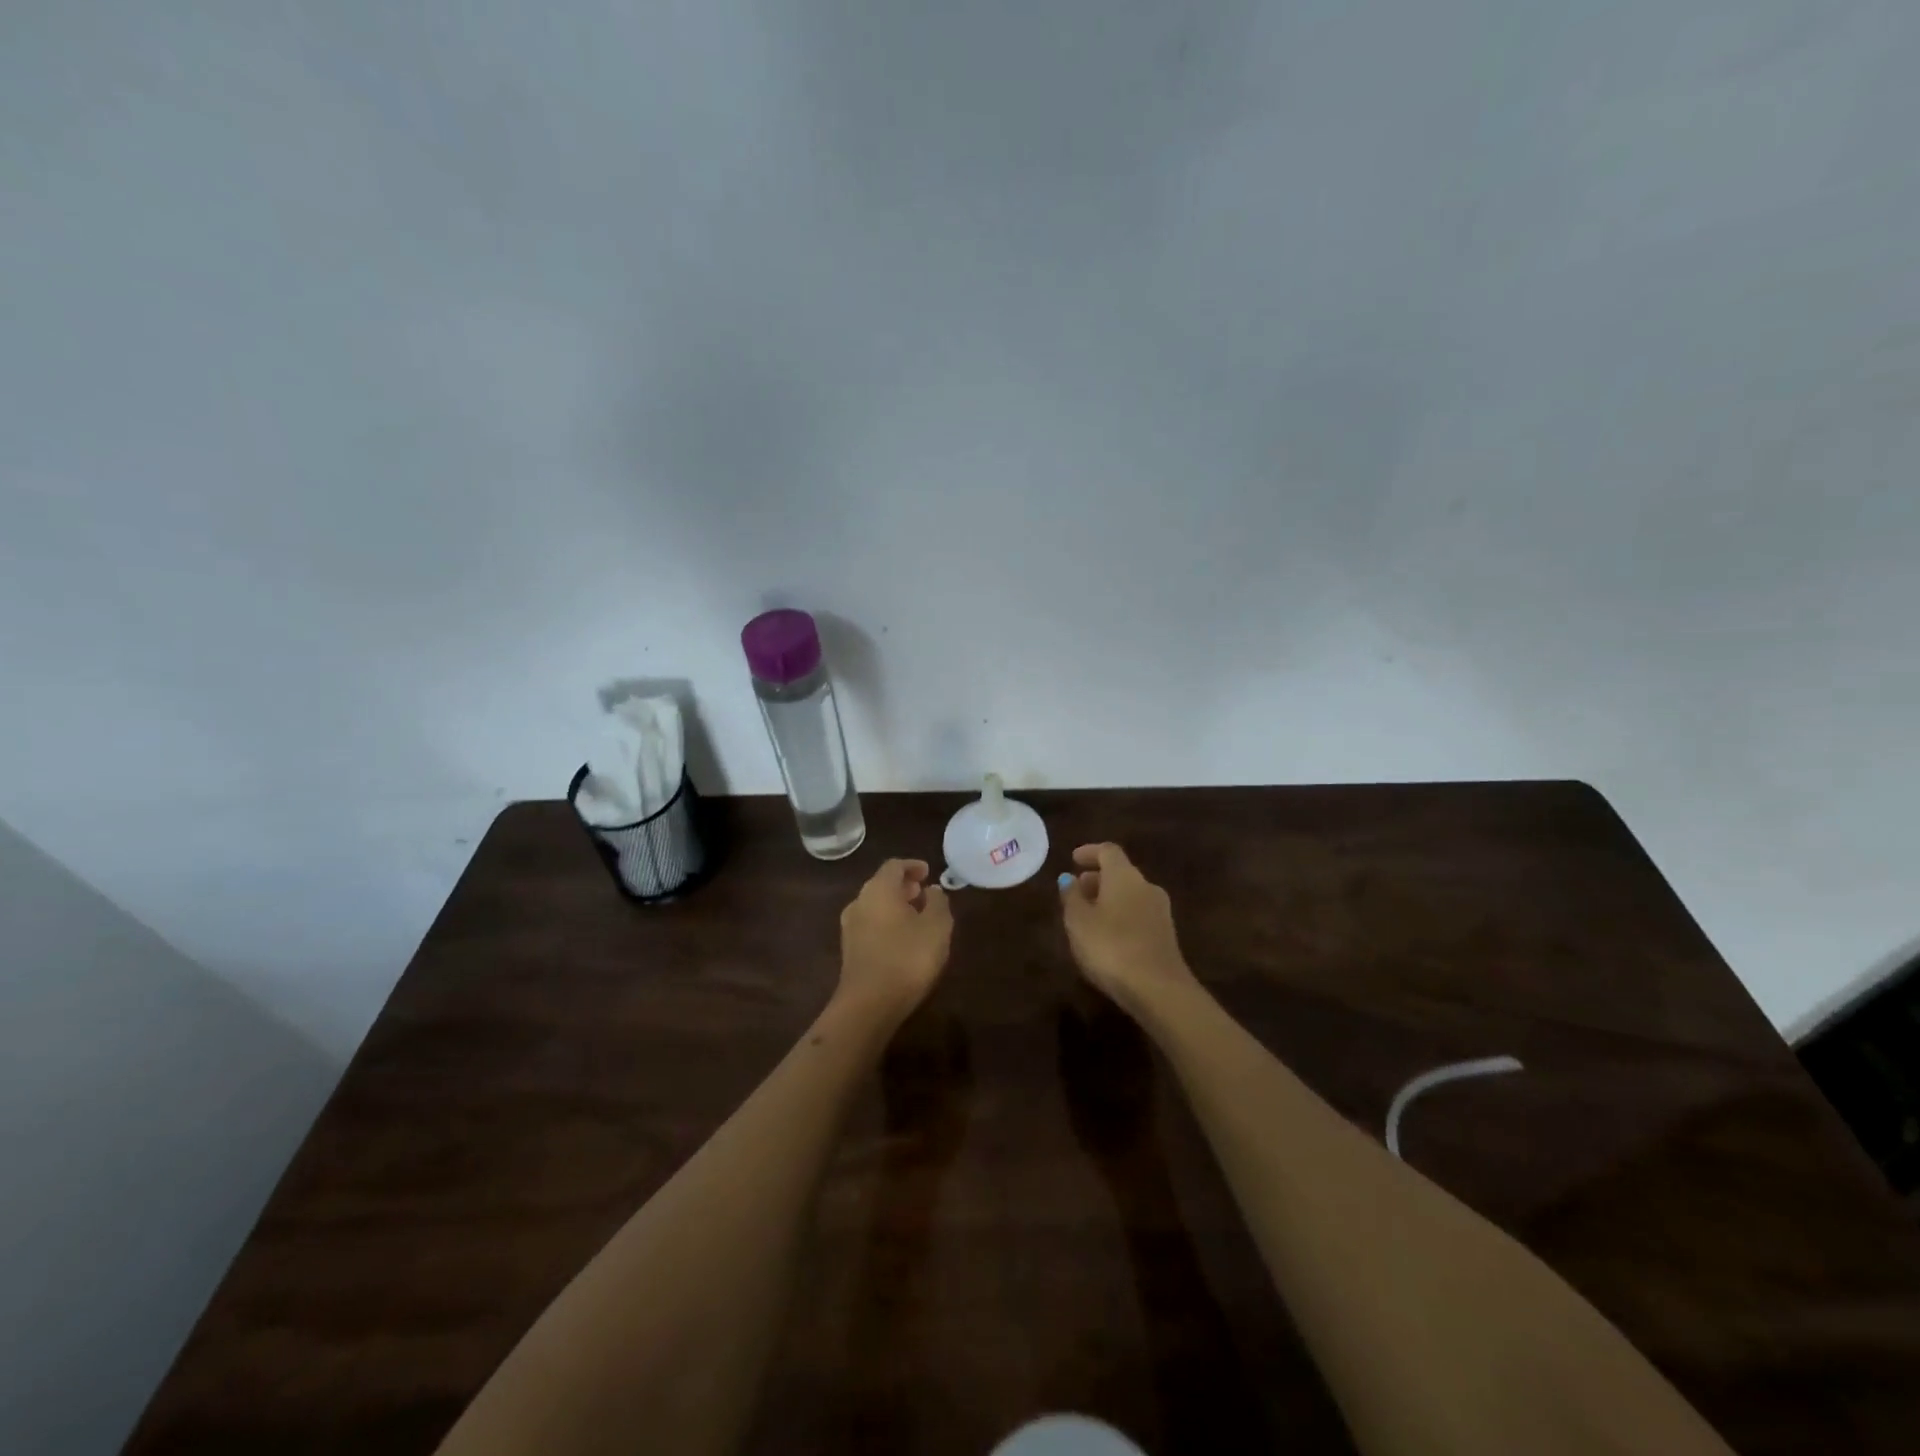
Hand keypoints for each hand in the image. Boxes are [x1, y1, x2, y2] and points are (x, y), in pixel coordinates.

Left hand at [837, 859, 953, 1023]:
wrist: (868, 1004)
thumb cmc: (907, 958)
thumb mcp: (936, 927)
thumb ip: (938, 902)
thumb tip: (932, 890)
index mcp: (879, 889)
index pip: (894, 866)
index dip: (913, 866)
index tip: (928, 872)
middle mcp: (859, 901)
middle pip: (882, 884)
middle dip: (904, 886)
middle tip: (924, 893)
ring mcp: (850, 927)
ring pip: (875, 905)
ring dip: (895, 905)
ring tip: (917, 917)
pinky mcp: (849, 950)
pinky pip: (871, 924)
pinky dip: (887, 922)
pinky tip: (903, 939)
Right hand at [1060, 842, 1196, 1015]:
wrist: (1158, 989)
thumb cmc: (1110, 947)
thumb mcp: (1078, 921)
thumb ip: (1071, 896)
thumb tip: (1069, 879)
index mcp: (1124, 876)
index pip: (1108, 851)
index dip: (1089, 852)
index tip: (1073, 860)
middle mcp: (1146, 886)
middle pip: (1121, 873)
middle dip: (1097, 878)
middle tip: (1076, 891)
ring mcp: (1160, 911)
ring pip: (1130, 895)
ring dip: (1109, 899)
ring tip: (1087, 916)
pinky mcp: (1166, 935)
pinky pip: (1138, 914)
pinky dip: (1121, 916)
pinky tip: (1107, 936)